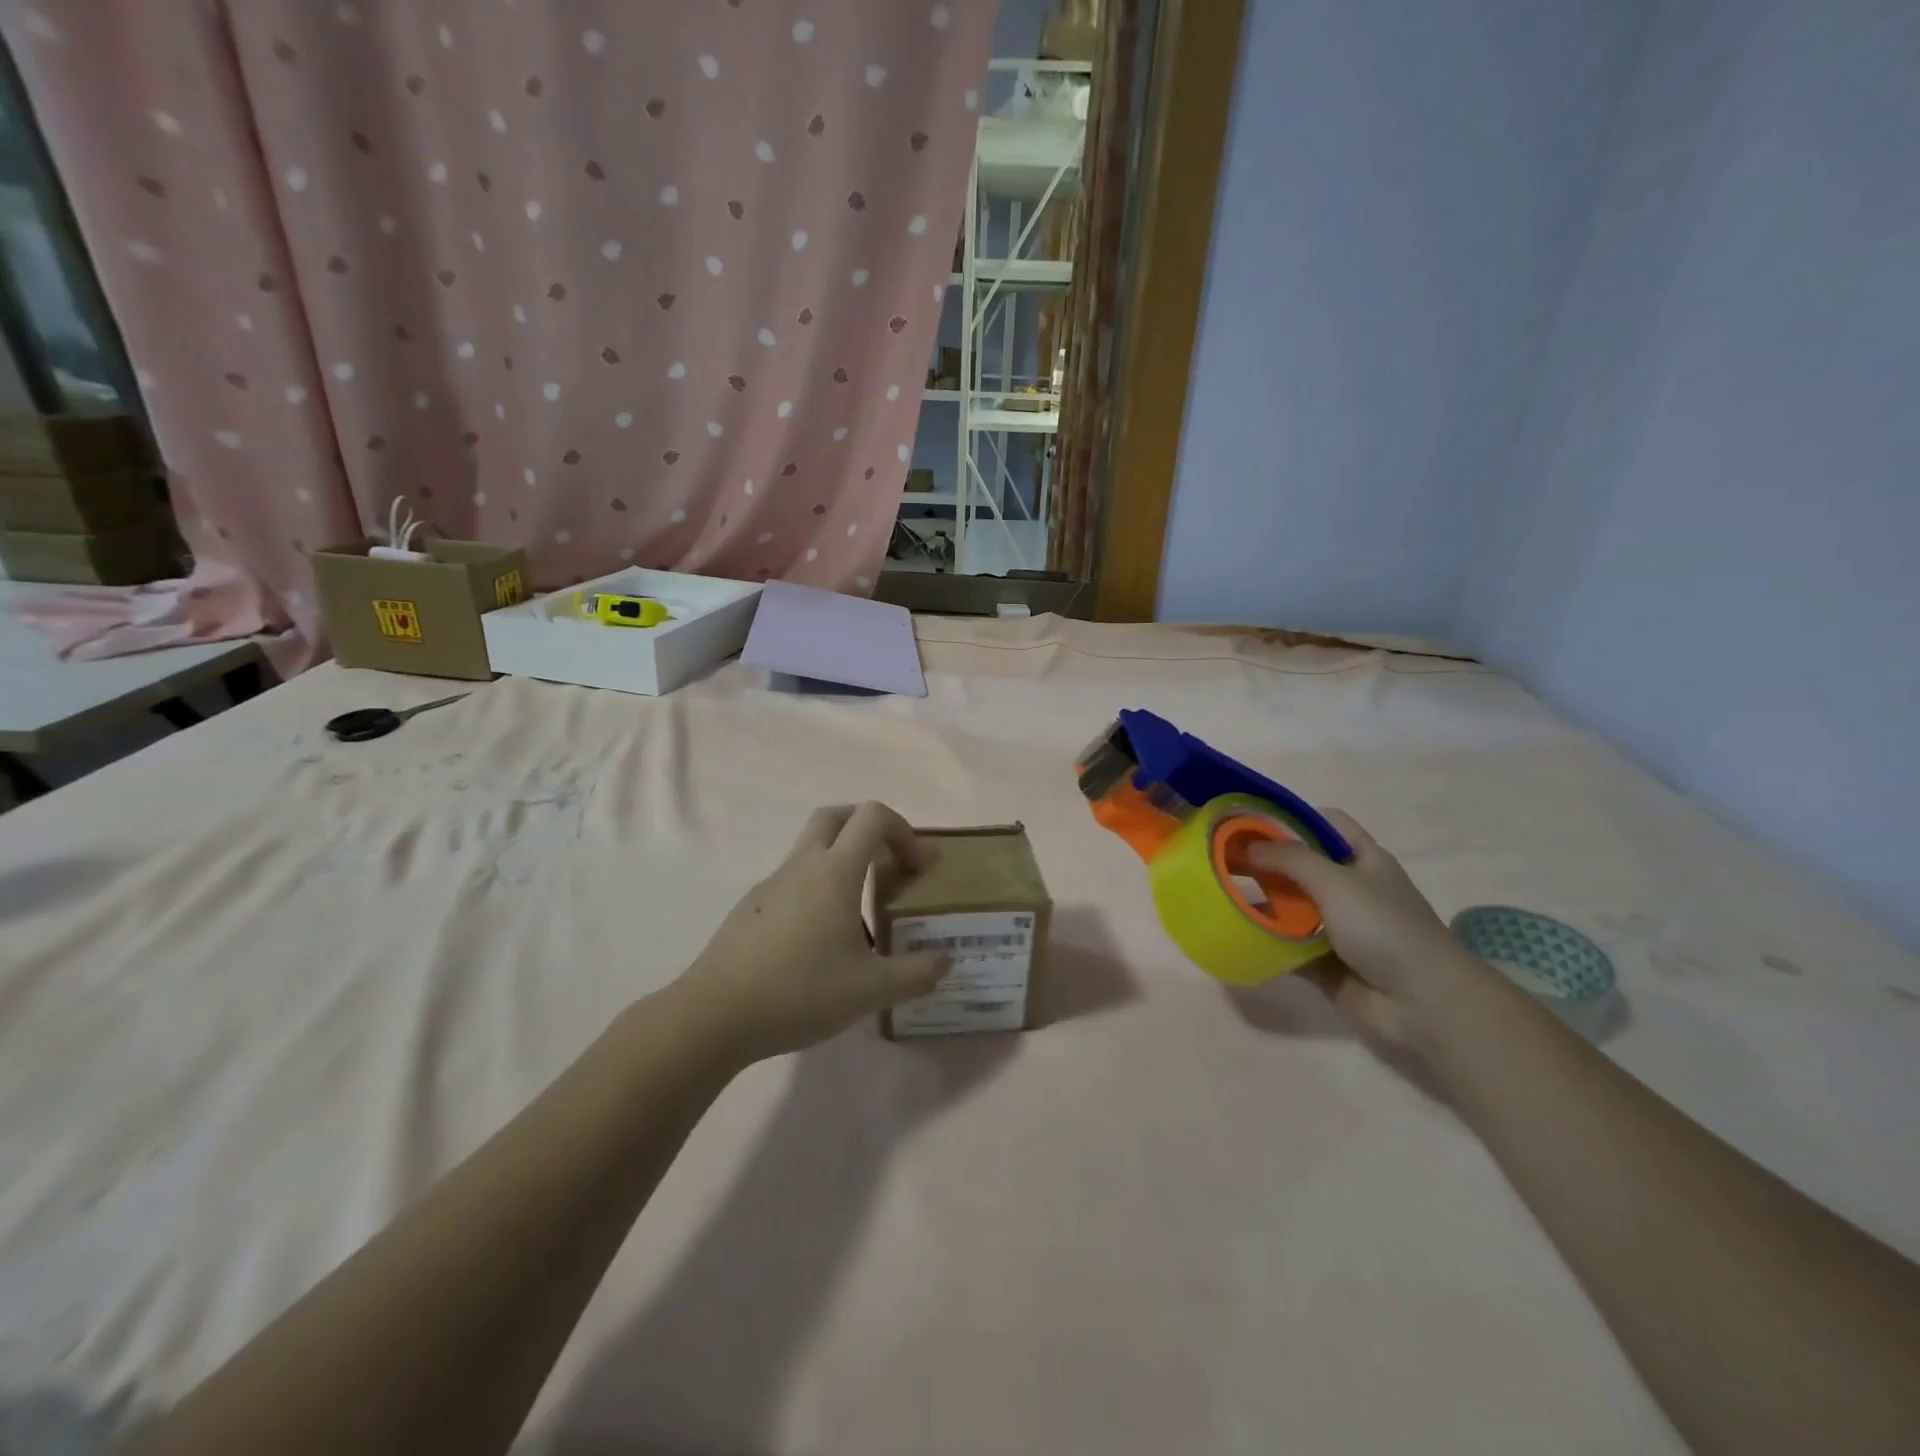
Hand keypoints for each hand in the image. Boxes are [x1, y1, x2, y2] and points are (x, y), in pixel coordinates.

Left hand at [673, 802, 950, 1063]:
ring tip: (860, 912)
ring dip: (843, 859)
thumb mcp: (871, 990)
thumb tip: (947, 960)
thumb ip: (917, 973)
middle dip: (869, 828)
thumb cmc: (799, 992)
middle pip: (836, 816)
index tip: (917, 868)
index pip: (872, 816)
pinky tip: (821, 938)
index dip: (903, 830)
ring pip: (811, 847)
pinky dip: (817, 887)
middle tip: (889, 864)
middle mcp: (802, 865)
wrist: (714, 1016)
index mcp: (834, 871)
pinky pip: (793, 879)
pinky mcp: (751, 907)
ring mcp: (771, 884)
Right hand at [1246, 809, 1493, 1050]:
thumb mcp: (1336, 881)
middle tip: (1223, 859)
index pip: (1326, 823)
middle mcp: (1352, 889)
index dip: (1291, 818)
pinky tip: (1236, 934)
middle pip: (1302, 866)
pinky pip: (1288, 946)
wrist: (1423, 1003)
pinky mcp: (1326, 963)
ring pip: (1292, 907)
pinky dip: (1266, 941)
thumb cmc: (1385, 928)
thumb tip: (1248, 847)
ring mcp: (1340, 928)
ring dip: (1262, 903)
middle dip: (1266, 862)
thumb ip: (1290, 858)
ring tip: (1221, 895)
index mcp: (1364, 860)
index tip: (1250, 822)